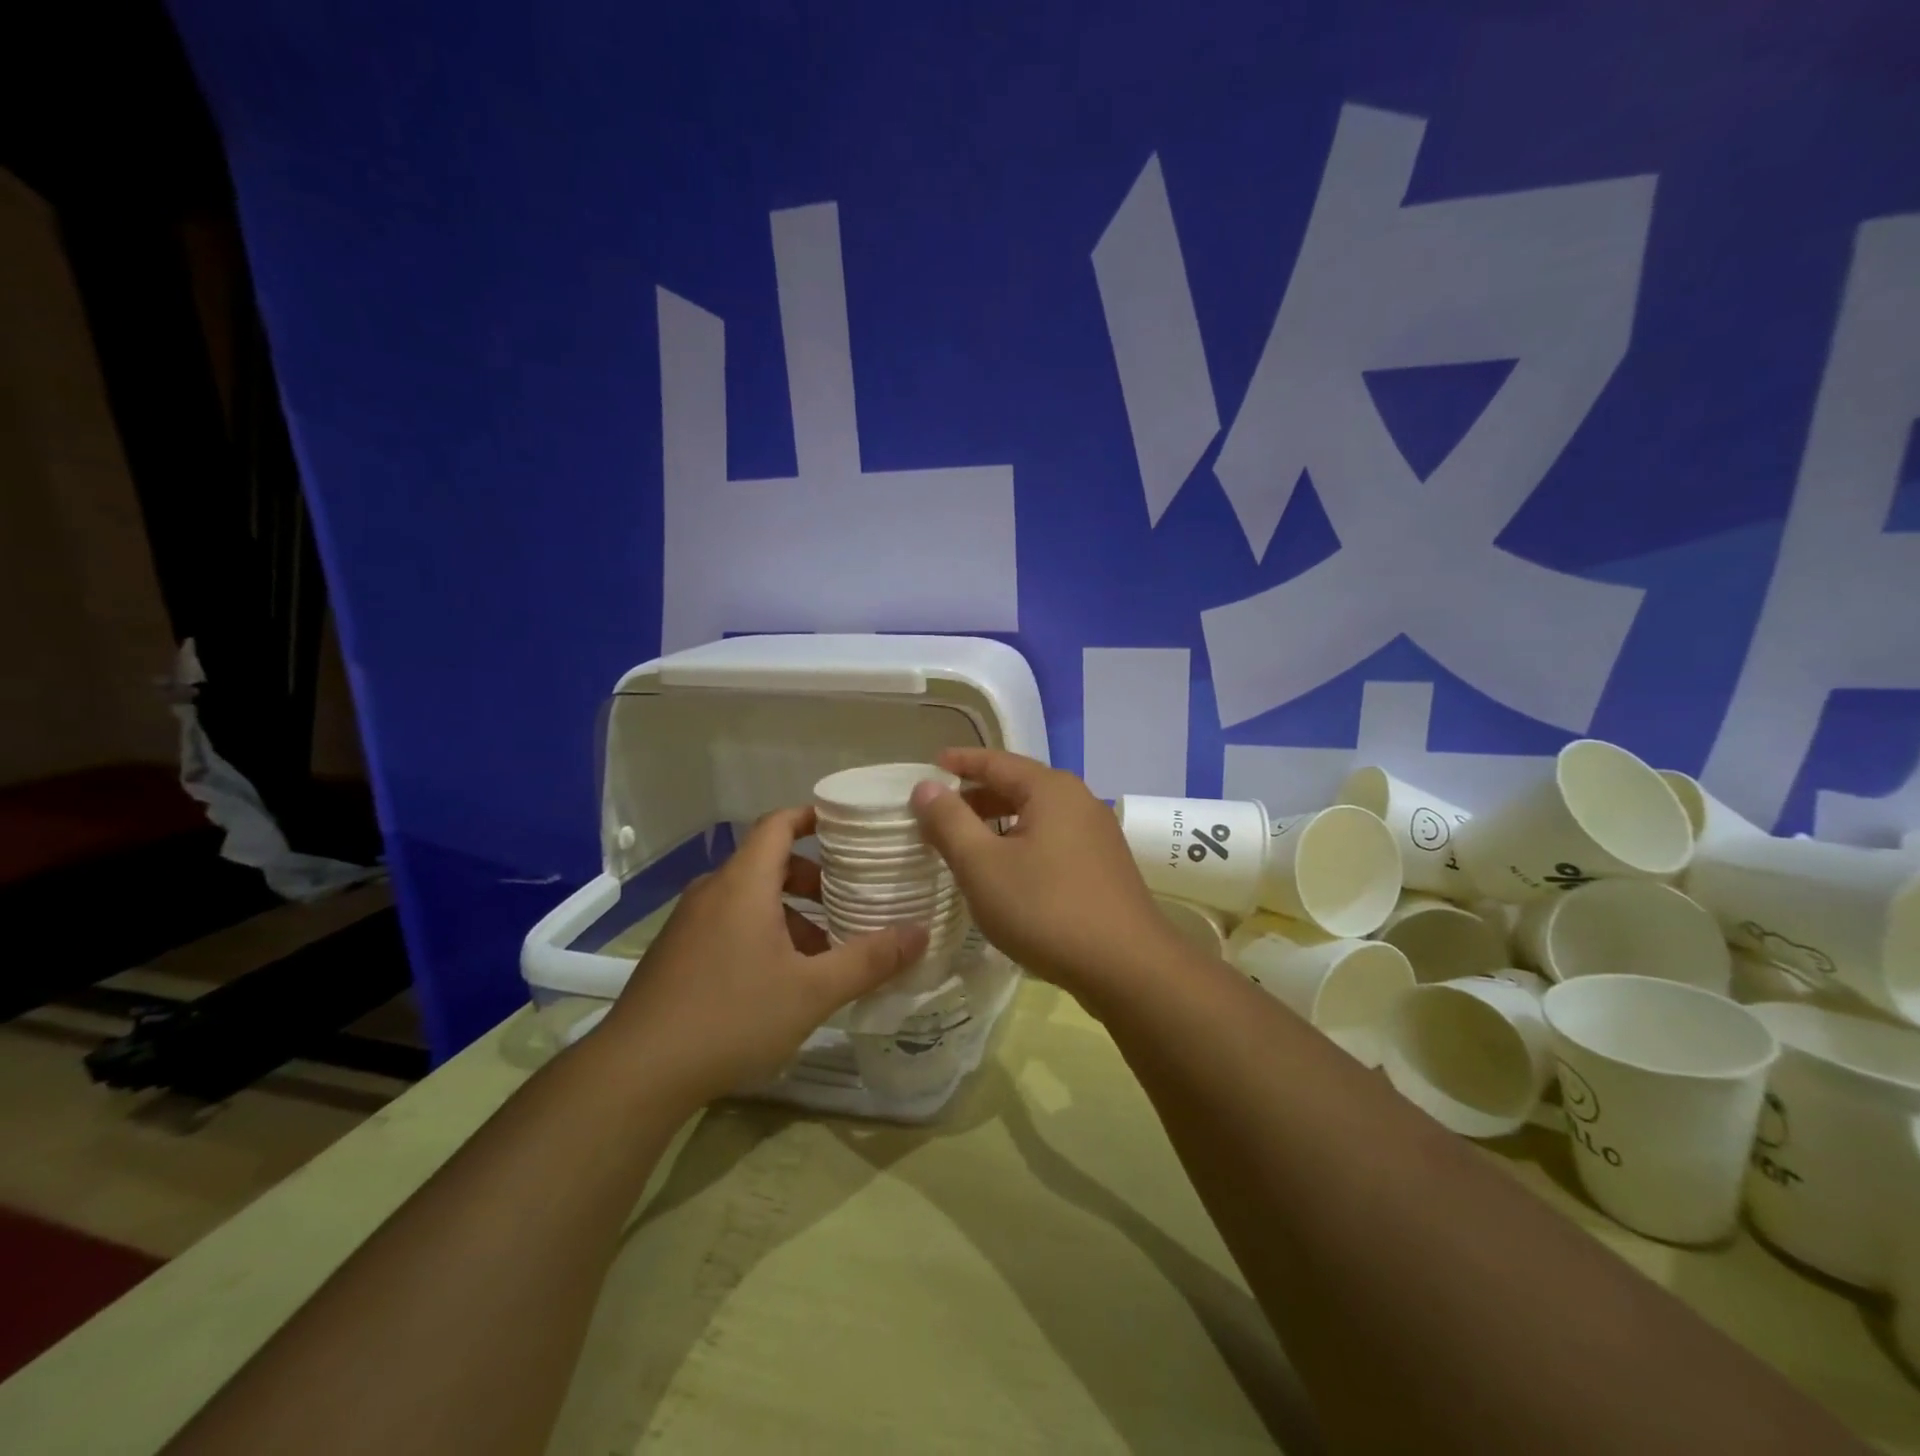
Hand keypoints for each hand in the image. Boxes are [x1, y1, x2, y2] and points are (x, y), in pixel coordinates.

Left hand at [598, 807, 926, 1106]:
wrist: (636, 1072)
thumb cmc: (732, 1016)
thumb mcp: (813, 991)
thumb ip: (869, 960)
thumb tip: (921, 933)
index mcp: (743, 884)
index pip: (778, 825)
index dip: (812, 817)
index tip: (847, 827)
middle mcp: (713, 892)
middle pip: (767, 863)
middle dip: (811, 878)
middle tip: (846, 900)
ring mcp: (688, 923)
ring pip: (748, 898)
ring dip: (788, 912)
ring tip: (821, 951)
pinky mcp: (675, 953)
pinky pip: (728, 923)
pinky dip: (760, 932)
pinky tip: (779, 980)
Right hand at [909, 749, 1181, 995]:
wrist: (1128, 968)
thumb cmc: (1046, 908)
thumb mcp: (983, 865)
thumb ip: (950, 822)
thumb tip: (926, 787)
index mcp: (1051, 789)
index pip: (996, 761)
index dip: (960, 763)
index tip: (929, 766)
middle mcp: (1079, 801)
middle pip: (1018, 786)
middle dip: (976, 797)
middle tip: (939, 813)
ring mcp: (1097, 835)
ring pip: (1036, 816)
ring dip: (998, 824)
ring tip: (965, 845)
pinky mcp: (1104, 867)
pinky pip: (1053, 841)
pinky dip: (1022, 844)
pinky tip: (1006, 874)